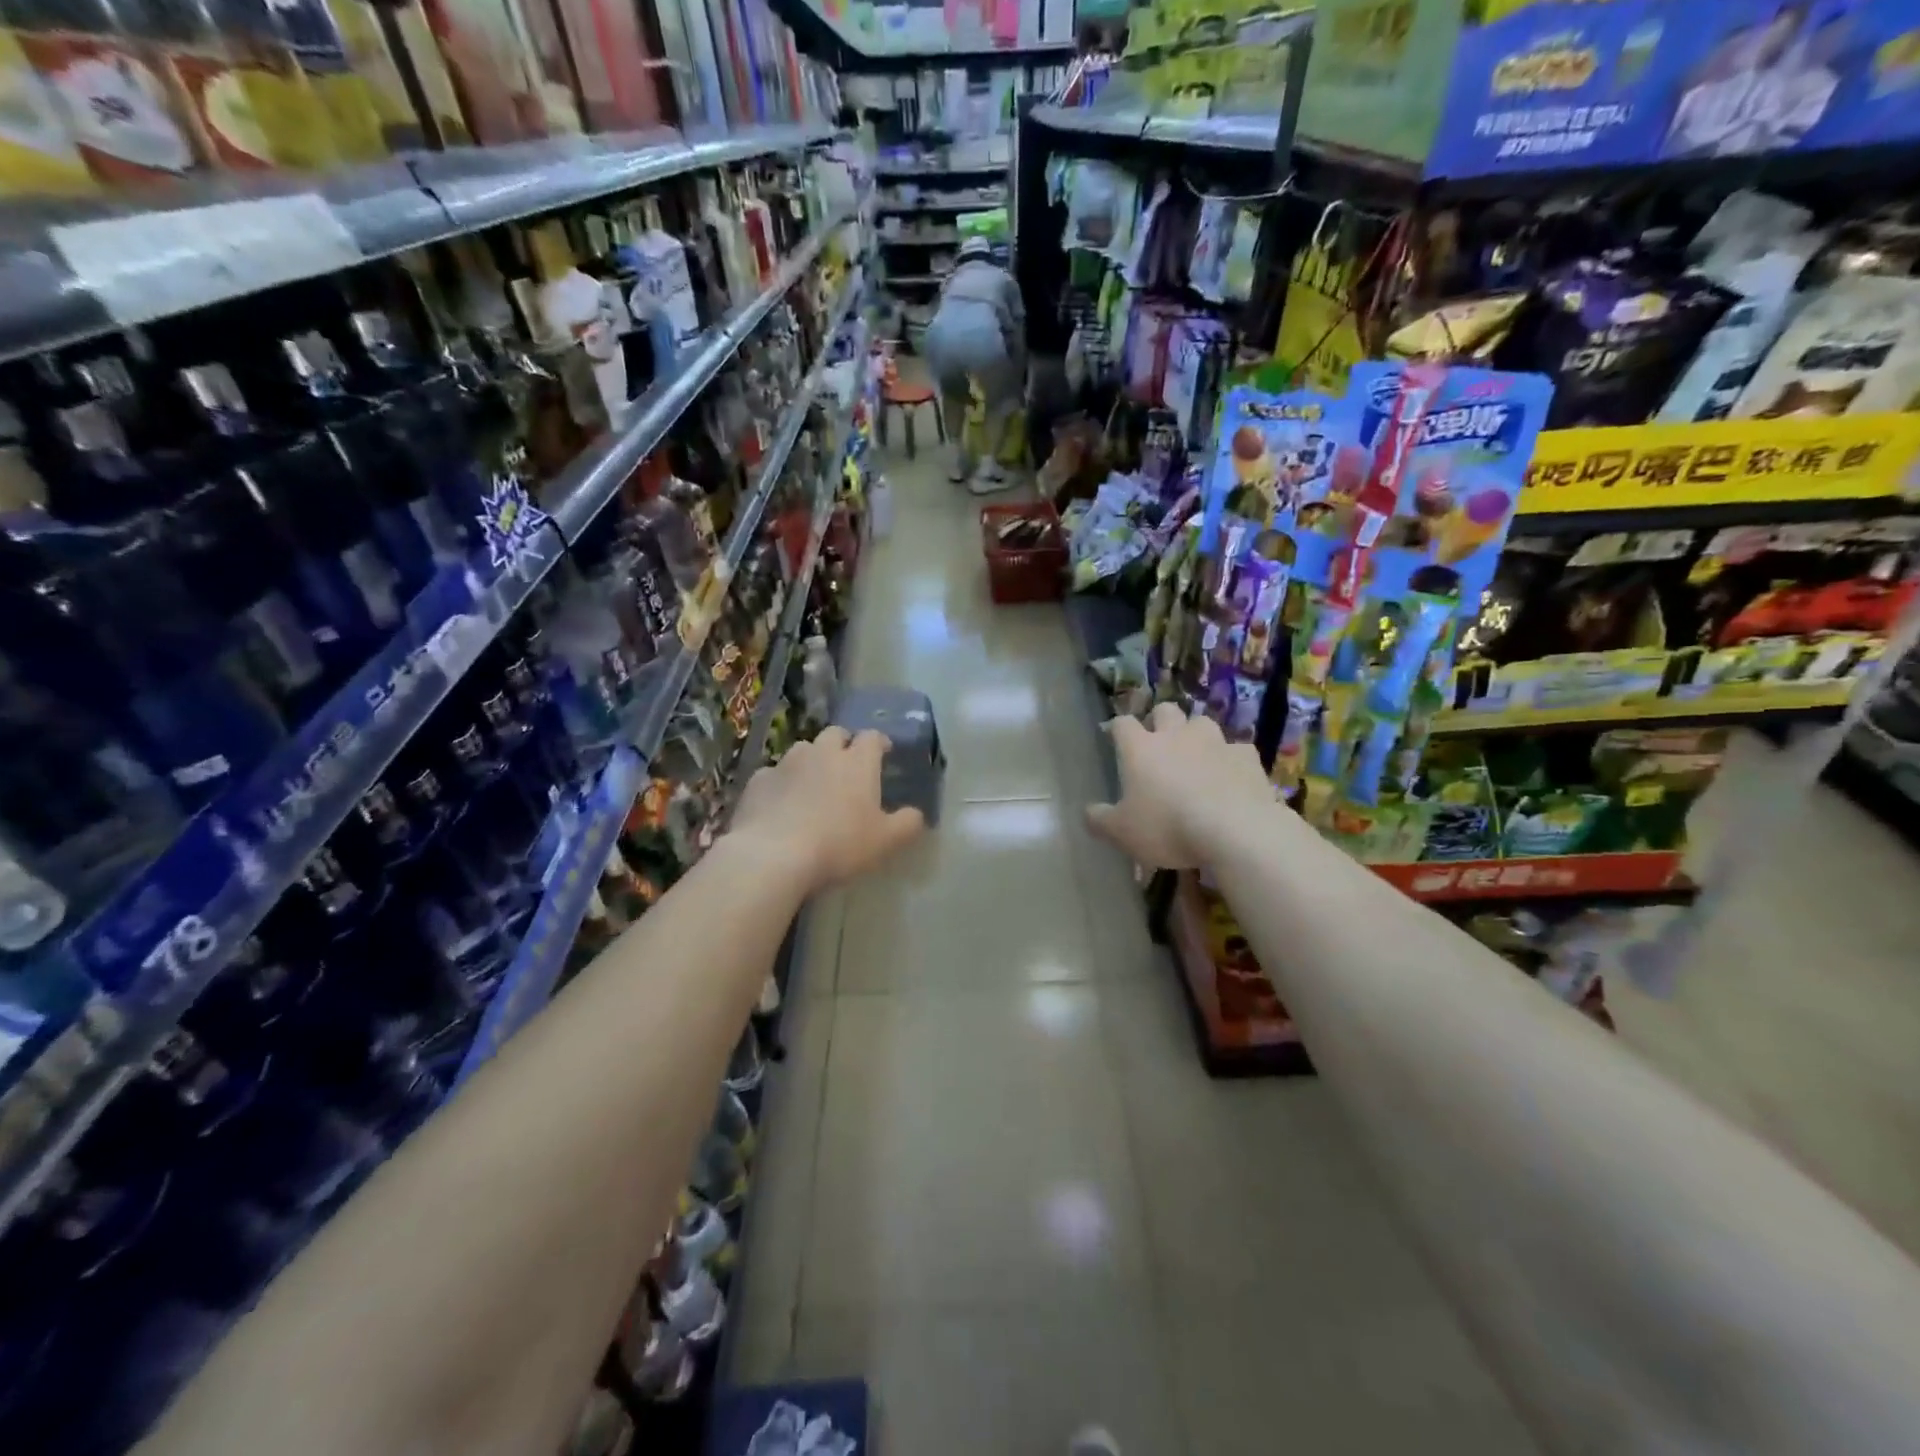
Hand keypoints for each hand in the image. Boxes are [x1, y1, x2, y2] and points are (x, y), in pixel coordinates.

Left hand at [732, 727, 924, 891]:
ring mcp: (787, 763)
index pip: (872, 737)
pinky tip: (781, 803)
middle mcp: (823, 752)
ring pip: (803, 749)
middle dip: (843, 744)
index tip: (883, 753)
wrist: (773, 854)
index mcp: (857, 762)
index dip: (879, 742)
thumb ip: (907, 824)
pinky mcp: (758, 780)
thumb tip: (917, 814)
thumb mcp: (885, 841)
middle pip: (835, 734)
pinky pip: (774, 773)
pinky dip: (781, 782)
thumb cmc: (839, 844)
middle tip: (847, 764)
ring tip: (813, 782)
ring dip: (811, 760)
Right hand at [1086, 703, 1277, 869]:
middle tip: (1158, 742)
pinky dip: (1230, 760)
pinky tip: (1231, 777)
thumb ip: (1100, 820)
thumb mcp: (1122, 833)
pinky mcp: (1247, 757)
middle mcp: (1176, 736)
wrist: (1234, 830)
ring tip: (1196, 756)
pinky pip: (1236, 750)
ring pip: (1202, 723)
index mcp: (1141, 749)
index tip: (1115, 736)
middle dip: (1160, 720)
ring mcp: (1215, 742)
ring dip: (1196, 735)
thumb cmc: (1167, 827)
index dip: (1117, 728)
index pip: (1123, 724)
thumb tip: (1088, 812)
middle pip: (1165, 710)